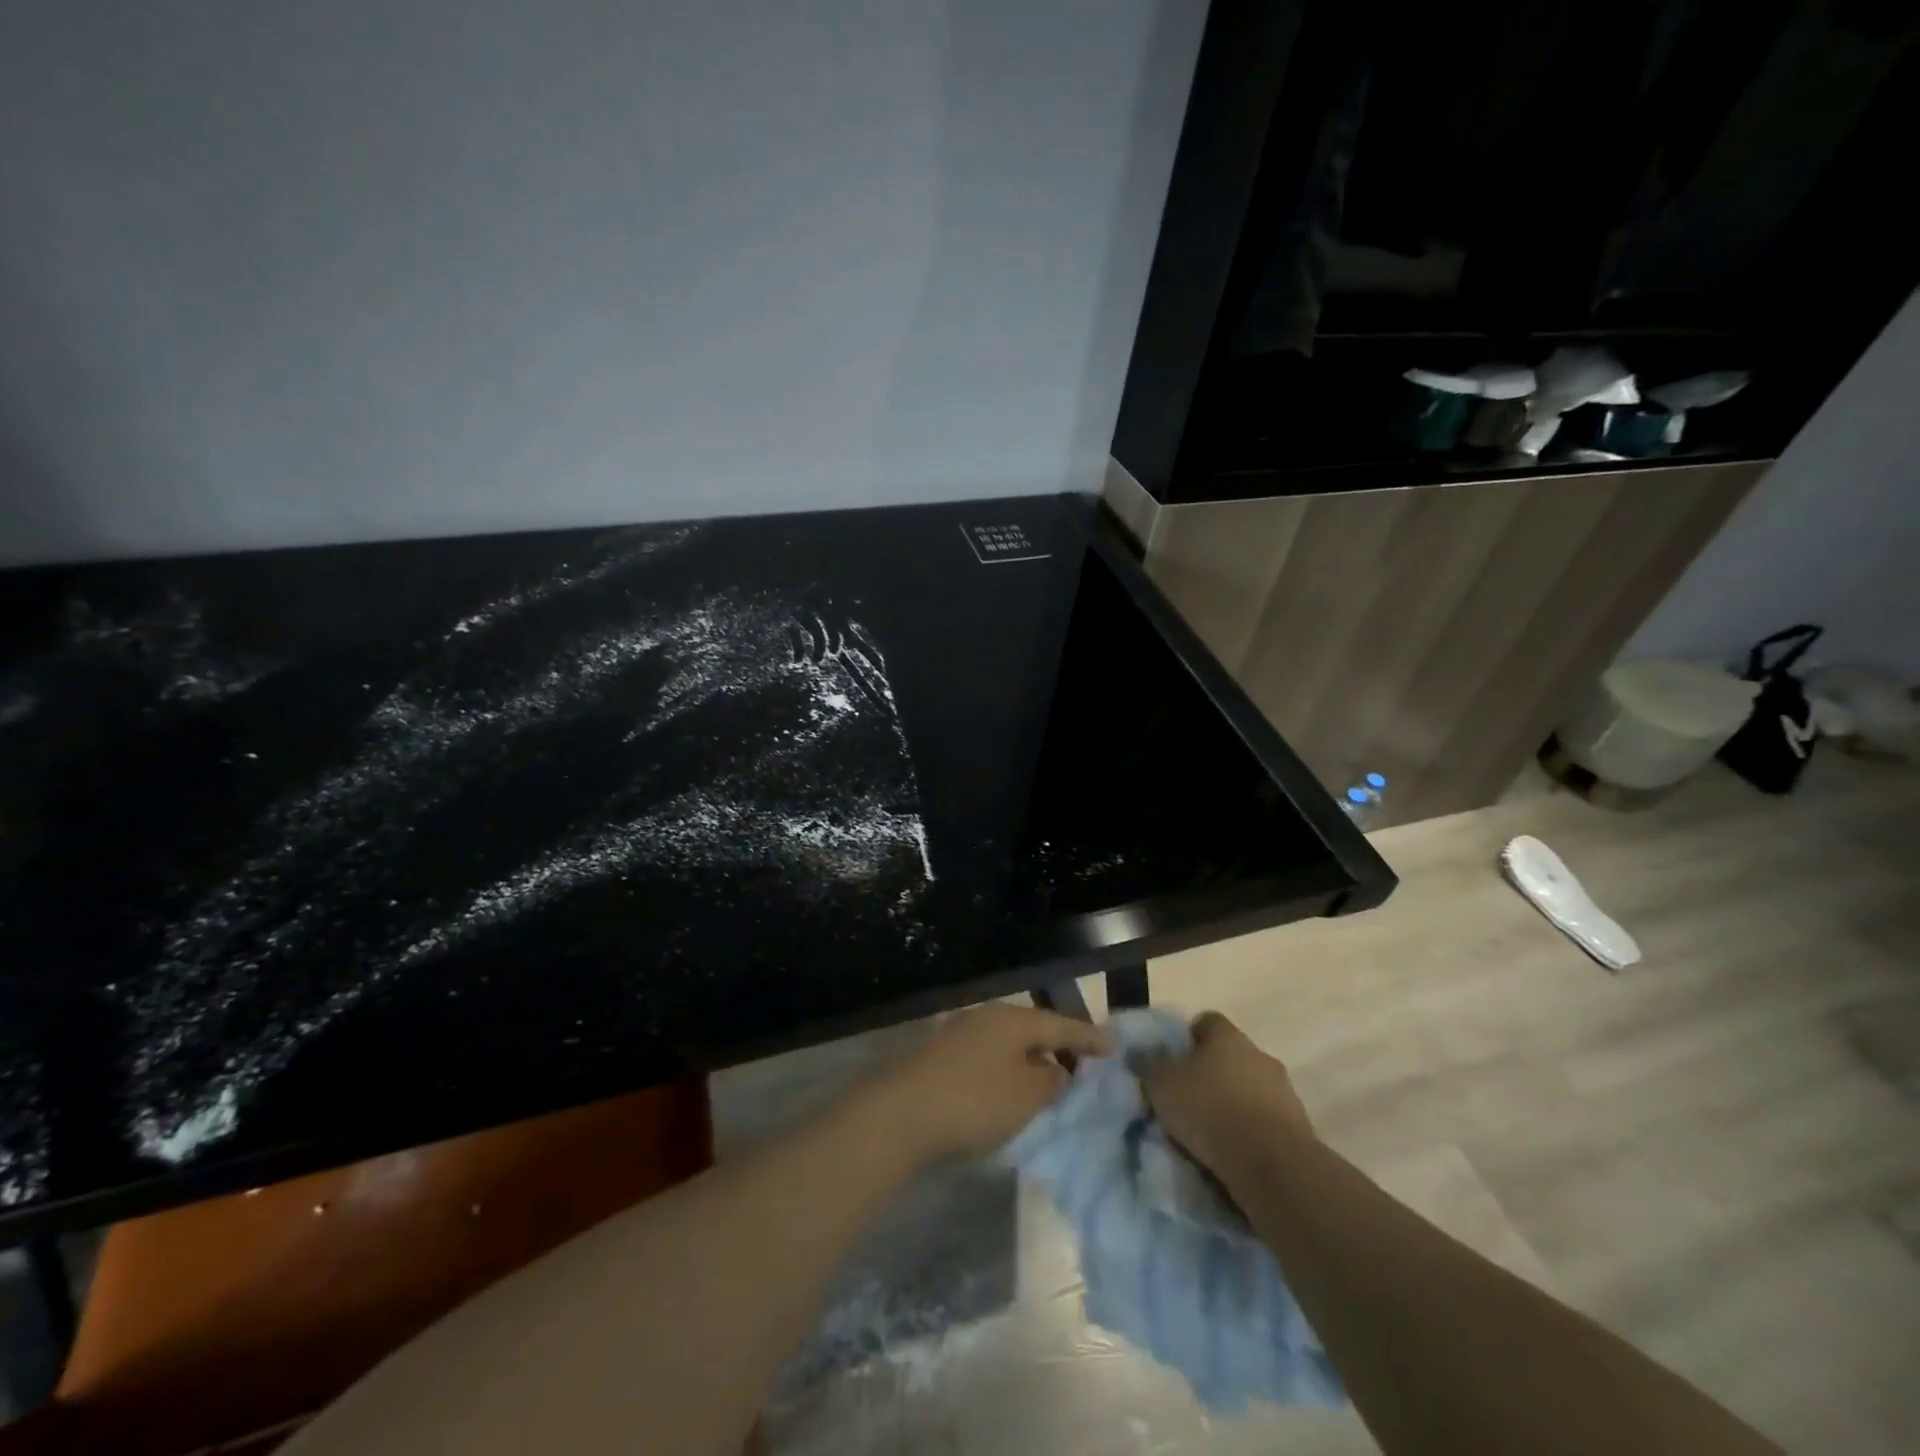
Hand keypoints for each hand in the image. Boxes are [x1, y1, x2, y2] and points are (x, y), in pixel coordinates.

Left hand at [874, 1004, 1110, 1161]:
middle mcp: (987, 1017)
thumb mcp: (1026, 1095)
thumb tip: (1058, 1069)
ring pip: (1008, 1043)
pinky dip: (1007, 1070)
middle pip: (1033, 1029)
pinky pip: (989, 1057)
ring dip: (1031, 1060)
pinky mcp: (942, 1056)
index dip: (1089, 1037)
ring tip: (1049, 1079)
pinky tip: (1009, 1089)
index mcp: (1013, 1019)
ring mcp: (961, 1033)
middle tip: (1083, 1063)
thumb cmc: (975, 1100)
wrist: (901, 1112)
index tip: (1114, 1046)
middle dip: (1059, 1046)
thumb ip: (1051, 1080)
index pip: (1062, 1025)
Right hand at [1139, 1012, 1315, 1176]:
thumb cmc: (1209, 1110)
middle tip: (1187, 1097)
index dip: (1187, 1038)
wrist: (1272, 1165)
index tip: (1172, 1061)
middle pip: (1230, 1056)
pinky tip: (1234, 1150)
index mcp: (1227, 1036)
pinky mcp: (1298, 1127)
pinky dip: (1251, 1130)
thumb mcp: (1161, 1085)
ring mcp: (1283, 1090)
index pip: (1206, 1021)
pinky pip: (1265, 1120)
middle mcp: (1258, 1054)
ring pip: (1250, 1088)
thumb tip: (1138, 1054)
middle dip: (1211, 1073)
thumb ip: (1148, 1065)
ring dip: (1233, 1102)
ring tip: (1210, 1130)